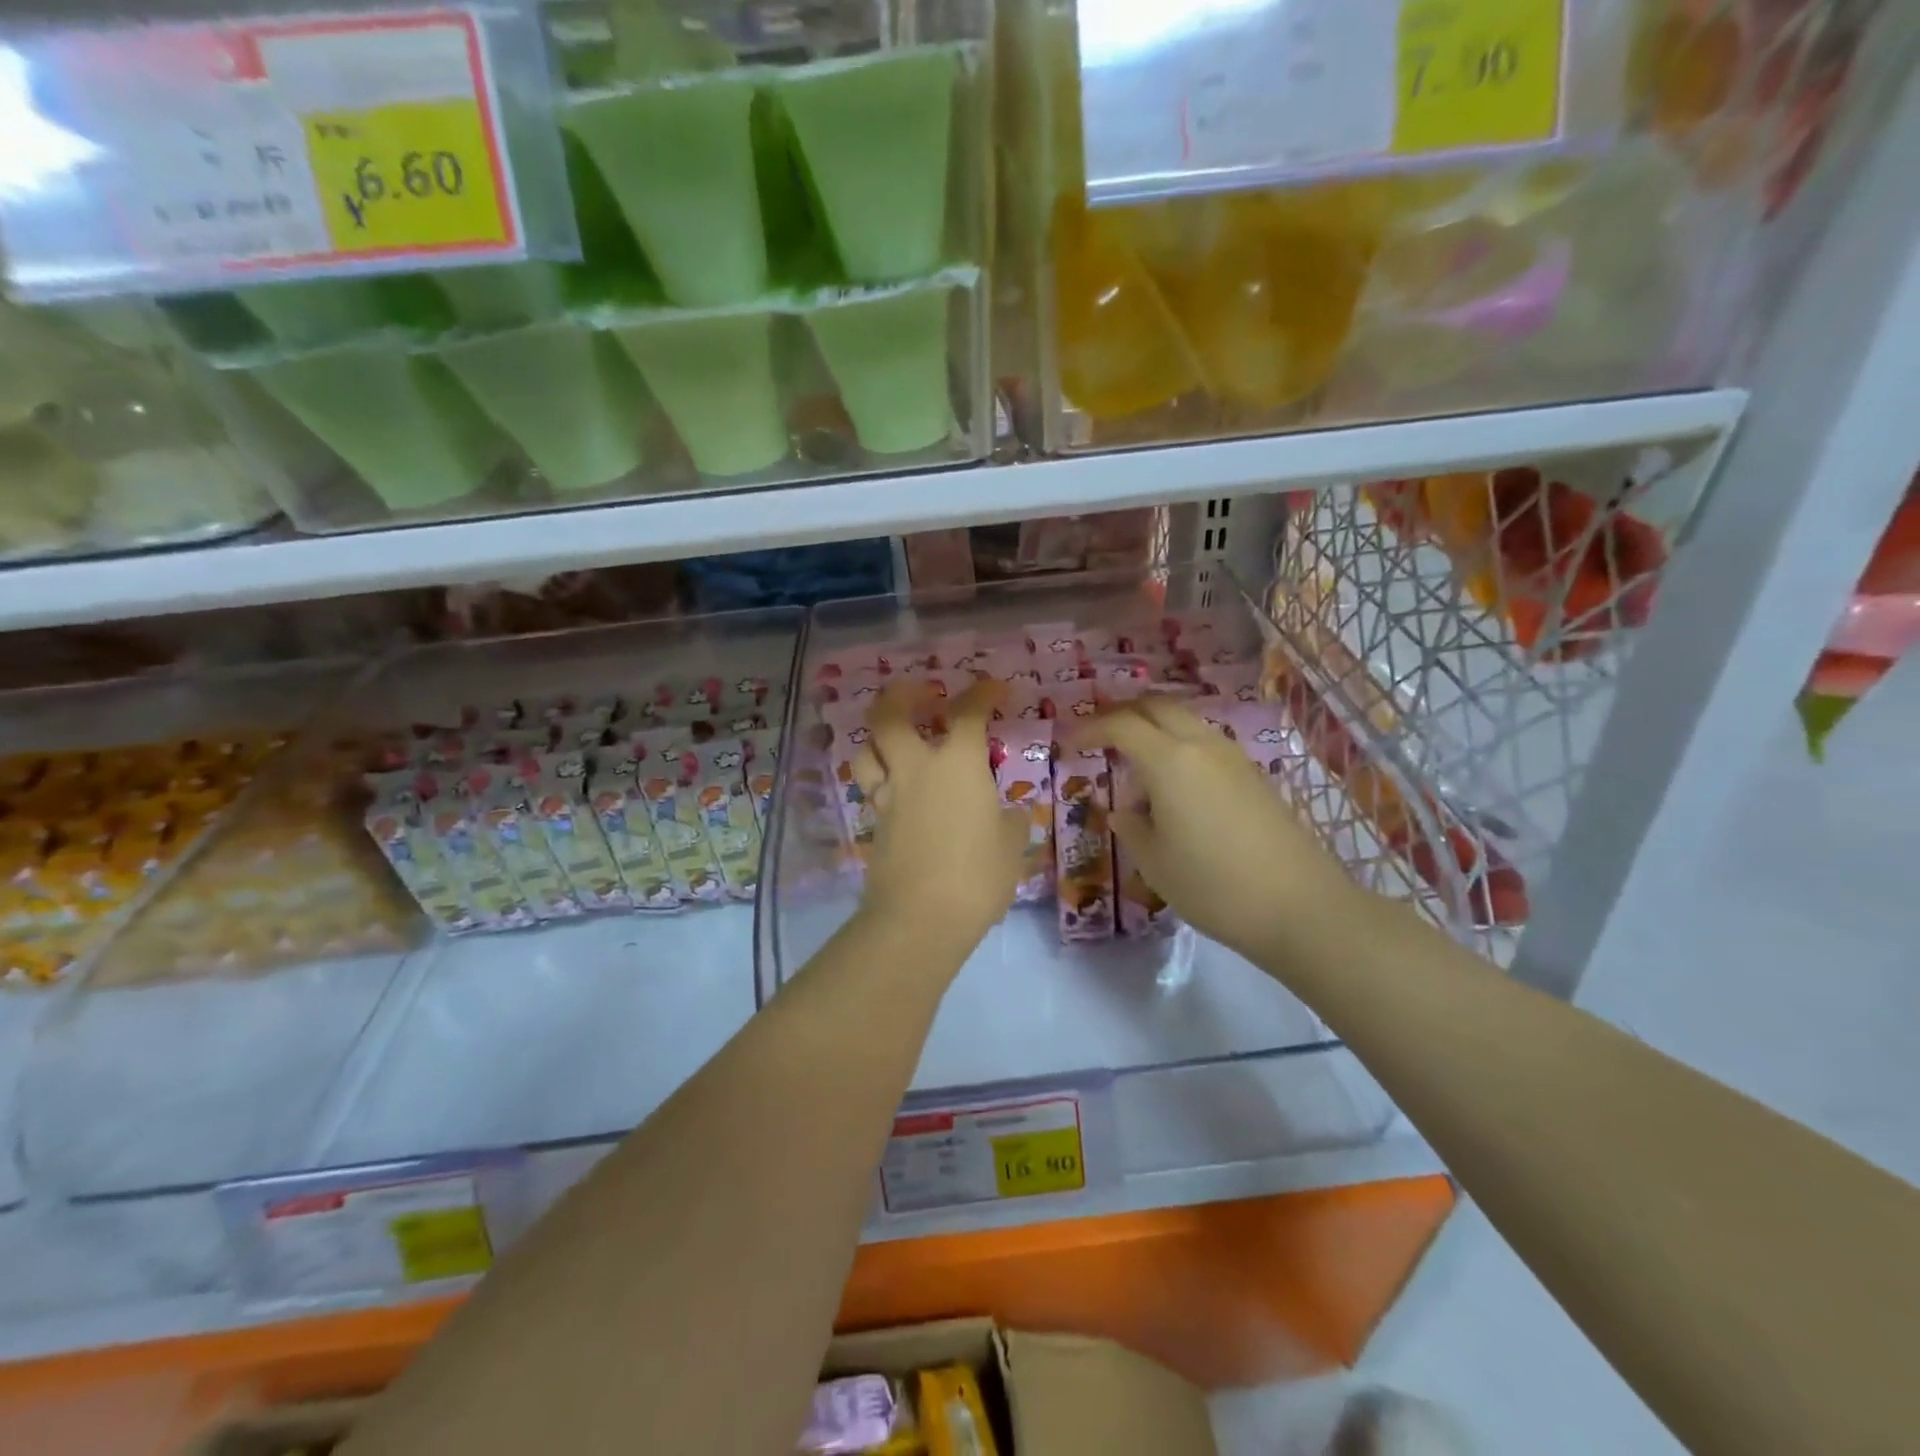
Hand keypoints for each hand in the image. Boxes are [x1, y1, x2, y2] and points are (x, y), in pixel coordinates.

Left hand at [853, 678, 1029, 948]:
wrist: (920, 919)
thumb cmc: (977, 876)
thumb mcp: (1011, 849)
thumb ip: (1012, 824)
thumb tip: (1012, 816)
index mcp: (957, 765)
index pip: (968, 714)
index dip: (983, 694)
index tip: (995, 688)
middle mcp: (916, 770)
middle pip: (889, 717)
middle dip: (900, 695)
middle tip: (918, 691)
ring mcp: (888, 797)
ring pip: (865, 752)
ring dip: (877, 738)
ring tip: (895, 739)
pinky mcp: (874, 826)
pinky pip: (871, 789)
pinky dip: (881, 779)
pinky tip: (898, 790)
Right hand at [1068, 696, 1356, 963]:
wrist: (1299, 905)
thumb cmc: (1212, 885)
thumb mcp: (1154, 863)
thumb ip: (1131, 827)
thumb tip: (1123, 810)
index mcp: (1169, 761)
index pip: (1121, 725)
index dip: (1090, 728)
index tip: (1069, 743)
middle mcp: (1201, 745)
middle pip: (1156, 706)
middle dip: (1122, 714)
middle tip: (1099, 737)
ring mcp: (1233, 757)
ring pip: (1185, 721)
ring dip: (1154, 729)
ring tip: (1135, 765)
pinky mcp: (1253, 775)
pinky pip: (1205, 743)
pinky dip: (1179, 747)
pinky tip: (1173, 786)